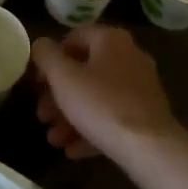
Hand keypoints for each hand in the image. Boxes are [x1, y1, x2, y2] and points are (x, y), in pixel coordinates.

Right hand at [31, 24, 179, 162]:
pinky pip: (113, 116)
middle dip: (58, 96)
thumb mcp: (62, 77)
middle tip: (42, 116)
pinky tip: (73, 150)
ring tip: (54, 140)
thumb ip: (46, 55)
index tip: (37, 83)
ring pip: (97, 97)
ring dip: (71, 117)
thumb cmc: (100, 104)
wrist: (150, 148)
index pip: (73, 38)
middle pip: (84, 71)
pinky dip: (91, 129)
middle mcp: (129, 56)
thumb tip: (41, 46)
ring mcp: (141, 87)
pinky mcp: (147, 115)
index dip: (50, 58)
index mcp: (111, 40)